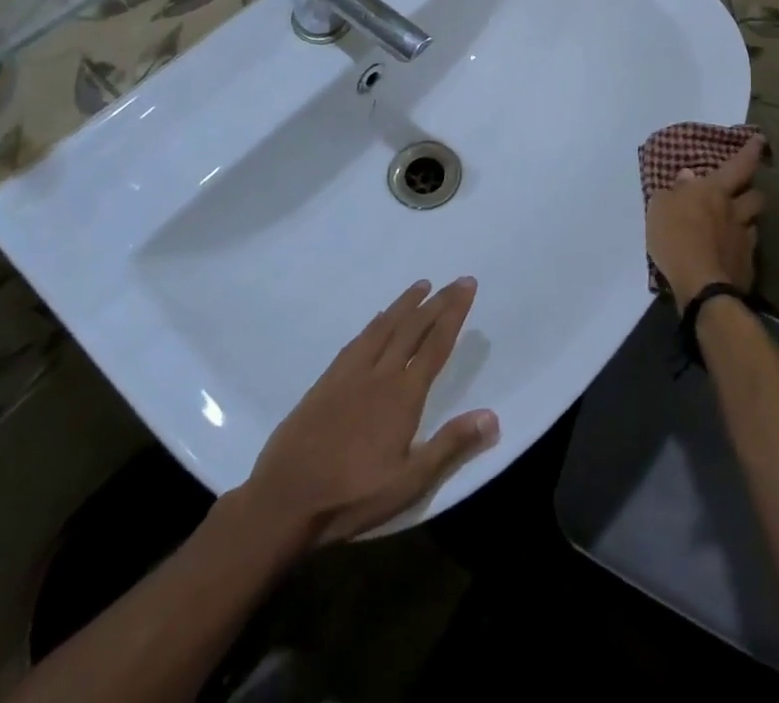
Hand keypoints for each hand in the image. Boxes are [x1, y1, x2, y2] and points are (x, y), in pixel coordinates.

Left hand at [241, 278, 498, 547]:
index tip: (467, 286)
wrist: (285, 498)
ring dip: (405, 304)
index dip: (454, 313)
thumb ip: (450, 445)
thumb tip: (493, 416)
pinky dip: (375, 323)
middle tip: (456, 280)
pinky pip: (358, 340)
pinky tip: (378, 319)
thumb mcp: (409, 482)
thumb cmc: (353, 495)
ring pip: (384, 327)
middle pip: (413, 328)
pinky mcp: (326, 381)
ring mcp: (350, 374)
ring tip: (421, 285)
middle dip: (437, 302)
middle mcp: (379, 373)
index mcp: (403, 395)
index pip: (436, 344)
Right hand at [645, 136, 765, 305]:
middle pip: (755, 195)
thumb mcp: (660, 207)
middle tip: (742, 192)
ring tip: (735, 225)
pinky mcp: (747, 267)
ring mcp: (744, 240)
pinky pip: (747, 250)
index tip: (760, 140)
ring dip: (746, 221)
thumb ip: (674, 191)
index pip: (738, 165)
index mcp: (715, 191)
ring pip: (753, 223)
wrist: (702, 285)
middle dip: (751, 191)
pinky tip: (728, 255)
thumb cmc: (676, 237)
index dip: (750, 152)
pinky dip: (739, 249)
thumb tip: (688, 177)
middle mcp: (735, 212)